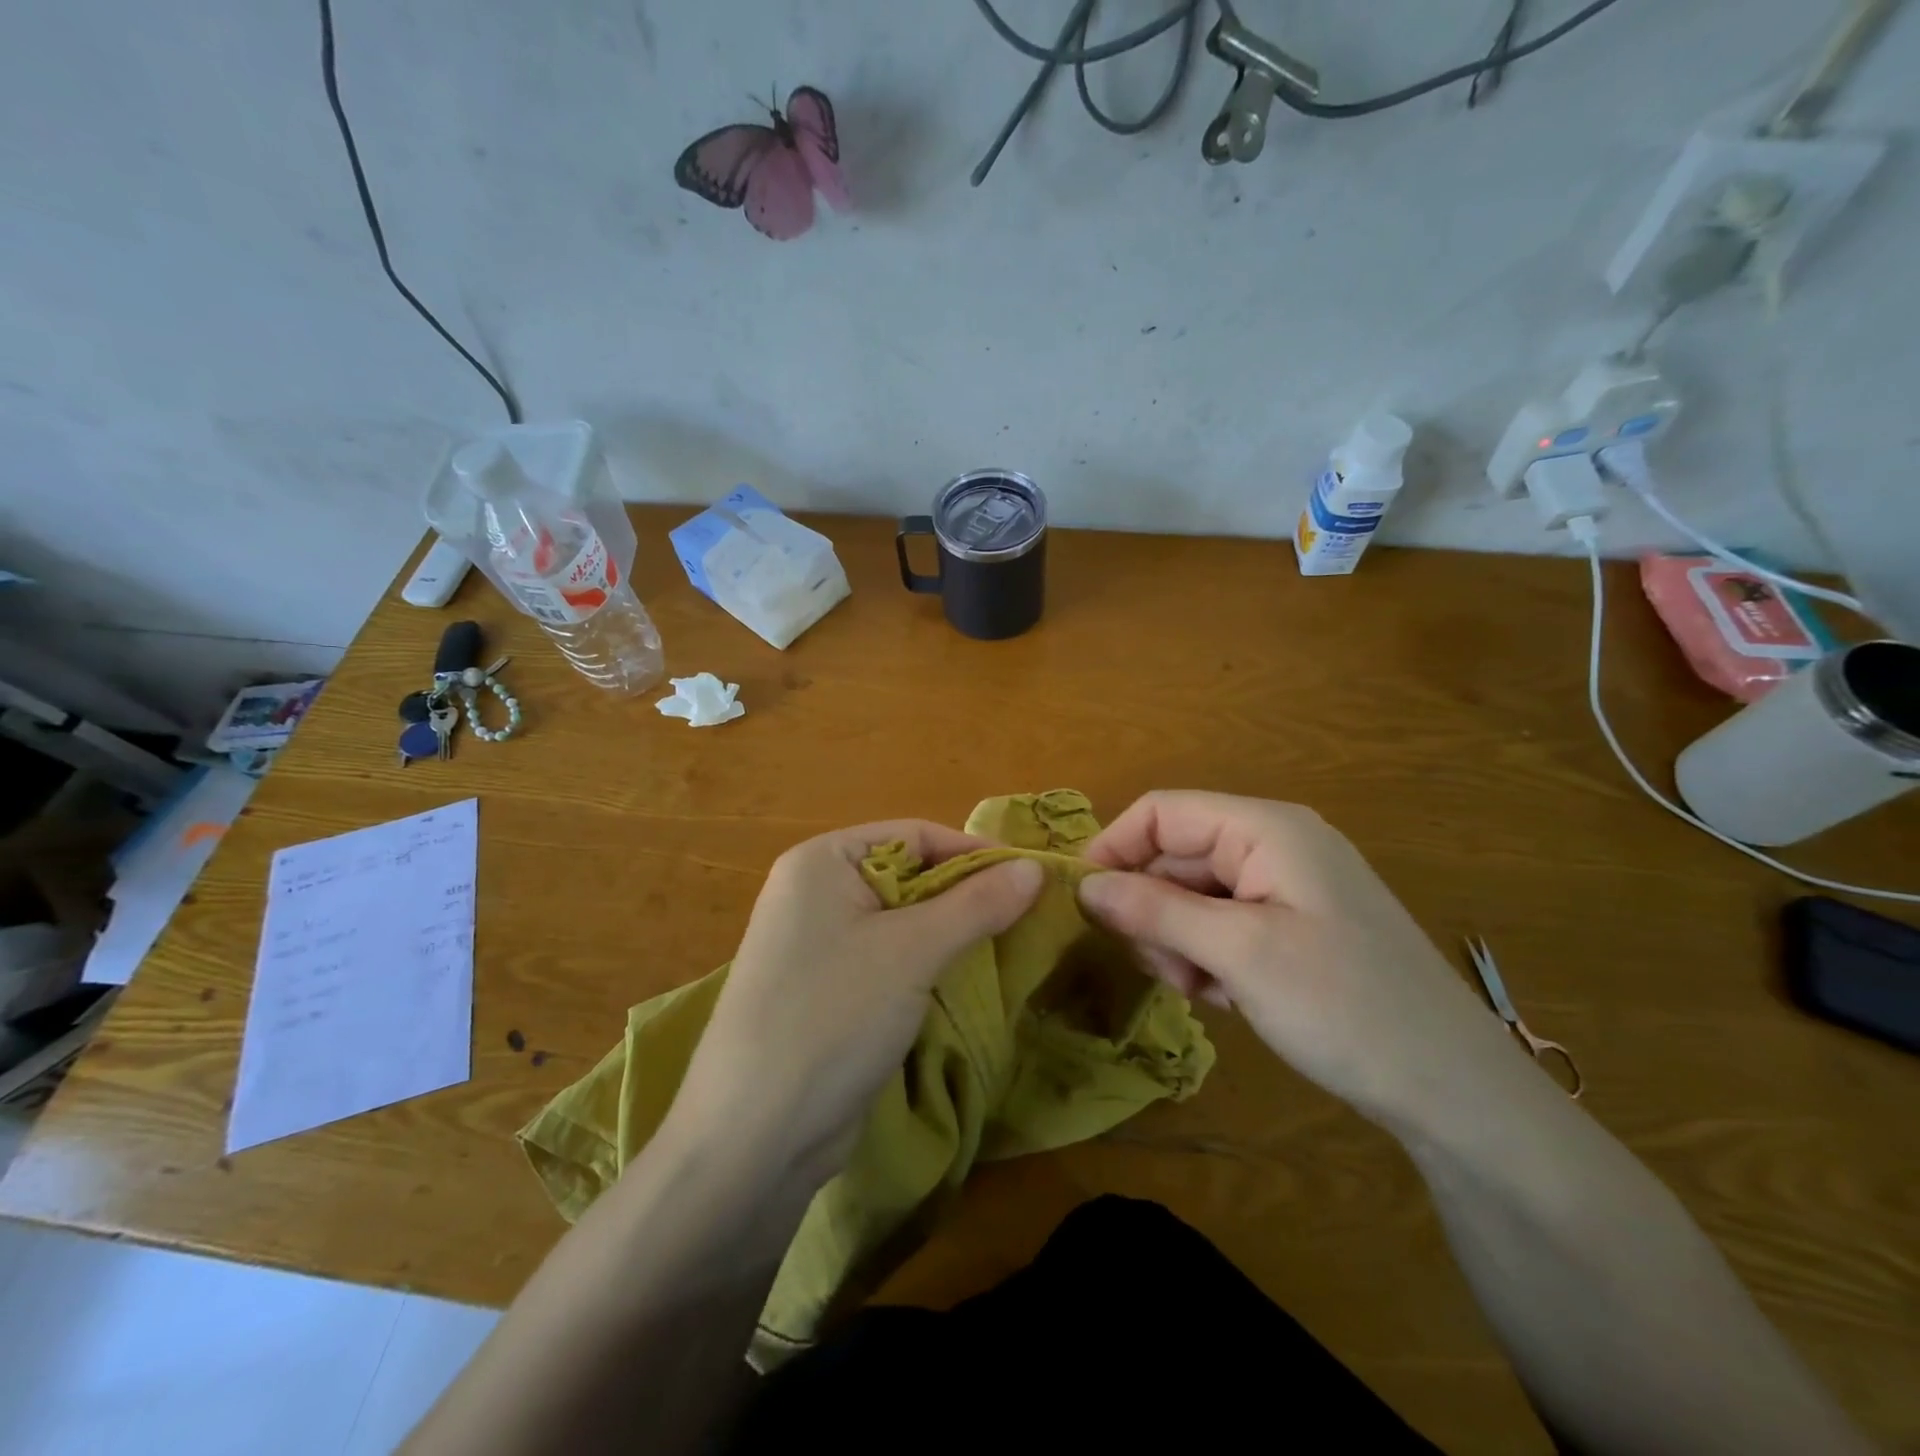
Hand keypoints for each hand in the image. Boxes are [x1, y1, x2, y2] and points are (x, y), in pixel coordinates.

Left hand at [666, 821, 1044, 1185]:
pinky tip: (962, 982)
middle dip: (964, 896)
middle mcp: (814, 892)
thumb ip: (977, 904)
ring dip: (950, 933)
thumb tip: (1036, 867)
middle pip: (908, 876)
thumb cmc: (833, 1016)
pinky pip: (886, 959)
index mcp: (821, 861)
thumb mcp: (913, 951)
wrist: (754, 1138)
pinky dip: (925, 966)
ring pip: (901, 922)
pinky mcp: (825, 990)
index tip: (1030, 879)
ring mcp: (816, 944)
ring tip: (1006, 948)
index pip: (914, 835)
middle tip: (1026, 918)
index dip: (973, 853)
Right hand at [1077, 791, 1531, 1131]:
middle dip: (1153, 908)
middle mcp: (1274, 846)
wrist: (1454, 1092)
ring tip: (1198, 989)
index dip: (1115, 847)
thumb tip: (1083, 885)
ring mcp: (1285, 888)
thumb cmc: (1345, 1006)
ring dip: (1178, 939)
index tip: (1082, 902)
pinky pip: (1222, 925)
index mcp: (1266, 829)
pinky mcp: (1292, 927)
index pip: (1162, 813)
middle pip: (1176, 856)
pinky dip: (1207, 957)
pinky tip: (1224, 998)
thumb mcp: (1239, 953)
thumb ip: (1156, 910)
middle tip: (1157, 967)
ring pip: (1193, 895)